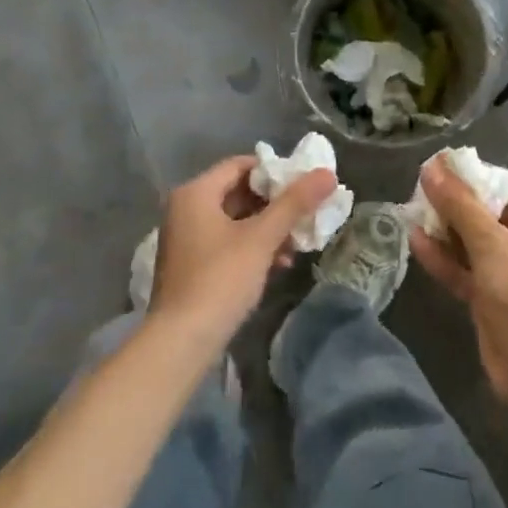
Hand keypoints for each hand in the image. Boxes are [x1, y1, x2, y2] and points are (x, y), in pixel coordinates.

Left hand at [149, 155, 337, 347]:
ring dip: (267, 229)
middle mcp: (185, 208)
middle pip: (238, 192)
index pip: (241, 165)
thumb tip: (327, 174)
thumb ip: (294, 203)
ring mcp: (185, 238)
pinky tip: (277, 265)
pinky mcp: (190, 264)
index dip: (275, 171)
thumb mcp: (261, 239)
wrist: (180, 343)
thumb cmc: (220, 280)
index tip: (304, 185)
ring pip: (235, 219)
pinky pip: (226, 241)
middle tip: (305, 216)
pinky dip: (251, 247)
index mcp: (195, 192)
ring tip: (296, 245)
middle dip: (275, 205)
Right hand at [409, 161, 507, 416]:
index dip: (469, 175)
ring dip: (442, 229)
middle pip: (484, 212)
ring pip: (470, 241)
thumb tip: (431, 167)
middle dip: (451, 203)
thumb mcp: (490, 242)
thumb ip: (458, 204)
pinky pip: (464, 268)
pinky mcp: (490, 297)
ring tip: (409, 211)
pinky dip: (442, 257)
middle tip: (417, 190)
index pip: (502, 185)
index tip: (434, 167)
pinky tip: (414, 242)